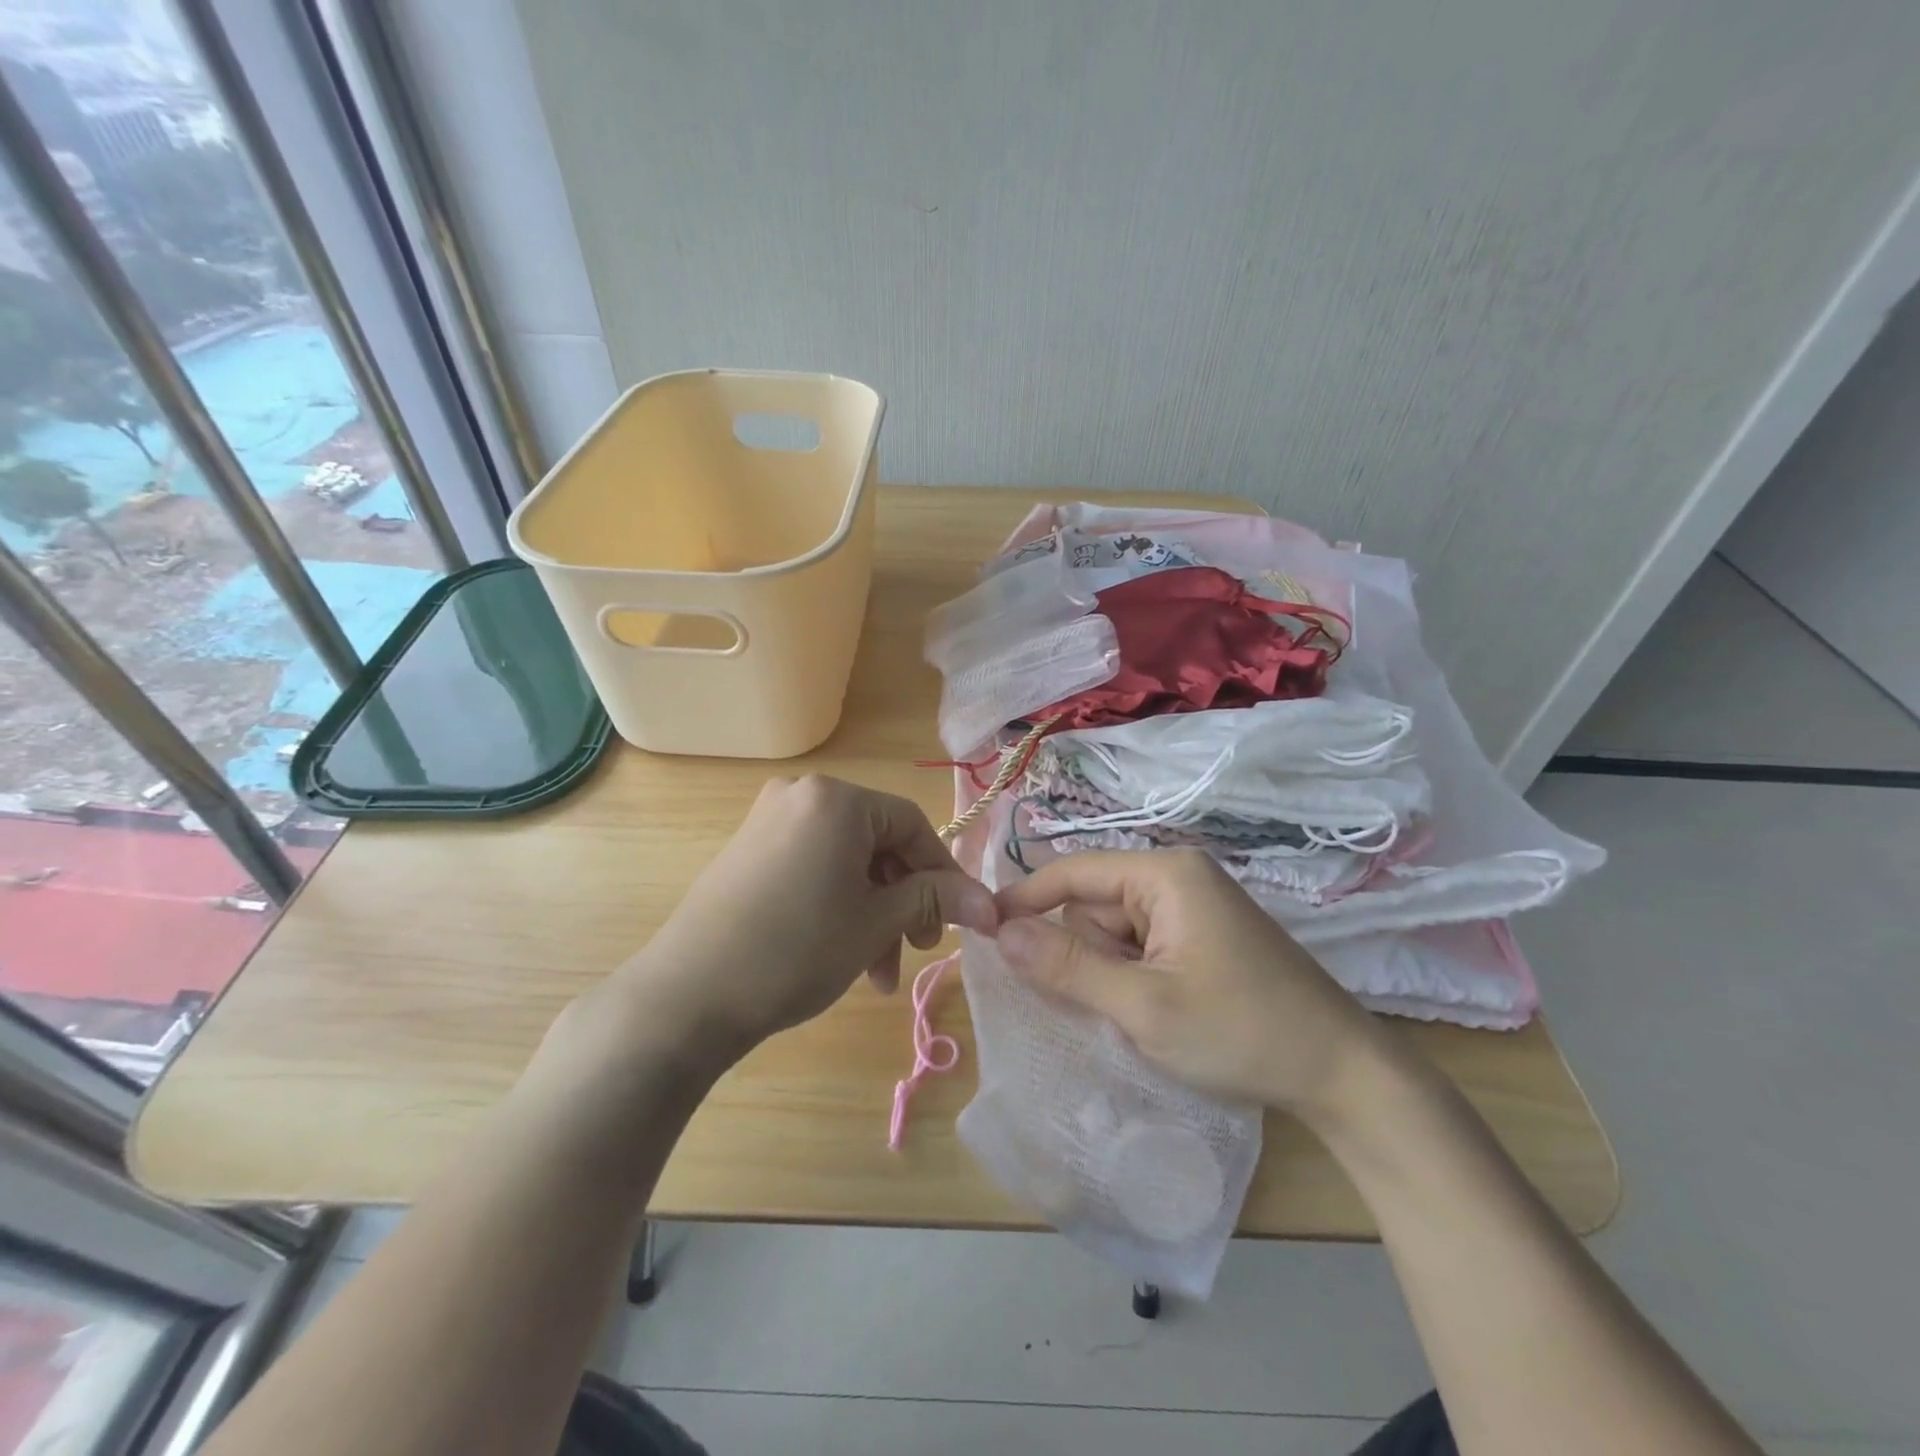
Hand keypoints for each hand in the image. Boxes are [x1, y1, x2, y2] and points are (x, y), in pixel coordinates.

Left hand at [606, 775, 996, 1066]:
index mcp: (836, 798)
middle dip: (902, 901)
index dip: (942, 874)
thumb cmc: (797, 949)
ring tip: (876, 973)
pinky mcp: (747, 851)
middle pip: (878, 843)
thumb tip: (990, 905)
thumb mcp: (876, 923)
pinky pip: (812, 867)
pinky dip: (836, 904)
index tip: (957, 921)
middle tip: (913, 950)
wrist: (687, 996)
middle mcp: (801, 795)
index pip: (912, 824)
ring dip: (871, 912)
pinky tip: (842, 953)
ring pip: (845, 862)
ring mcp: (768, 821)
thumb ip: (935, 901)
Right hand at [993, 849, 1387, 1123]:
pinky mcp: (1203, 938)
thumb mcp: (1142, 1005)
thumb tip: (999, 932)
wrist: (1343, 1075)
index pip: (1073, 872)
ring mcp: (1193, 908)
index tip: (982, 930)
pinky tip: (1157, 1013)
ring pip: (1115, 931)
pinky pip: (1142, 947)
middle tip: (1112, 1004)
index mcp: (1165, 874)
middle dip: (1085, 954)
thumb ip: (1067, 967)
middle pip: (1093, 905)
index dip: (1024, 899)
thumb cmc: (1240, 1032)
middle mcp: (1178, 878)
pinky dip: (1131, 978)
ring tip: (1144, 1014)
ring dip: (1110, 973)